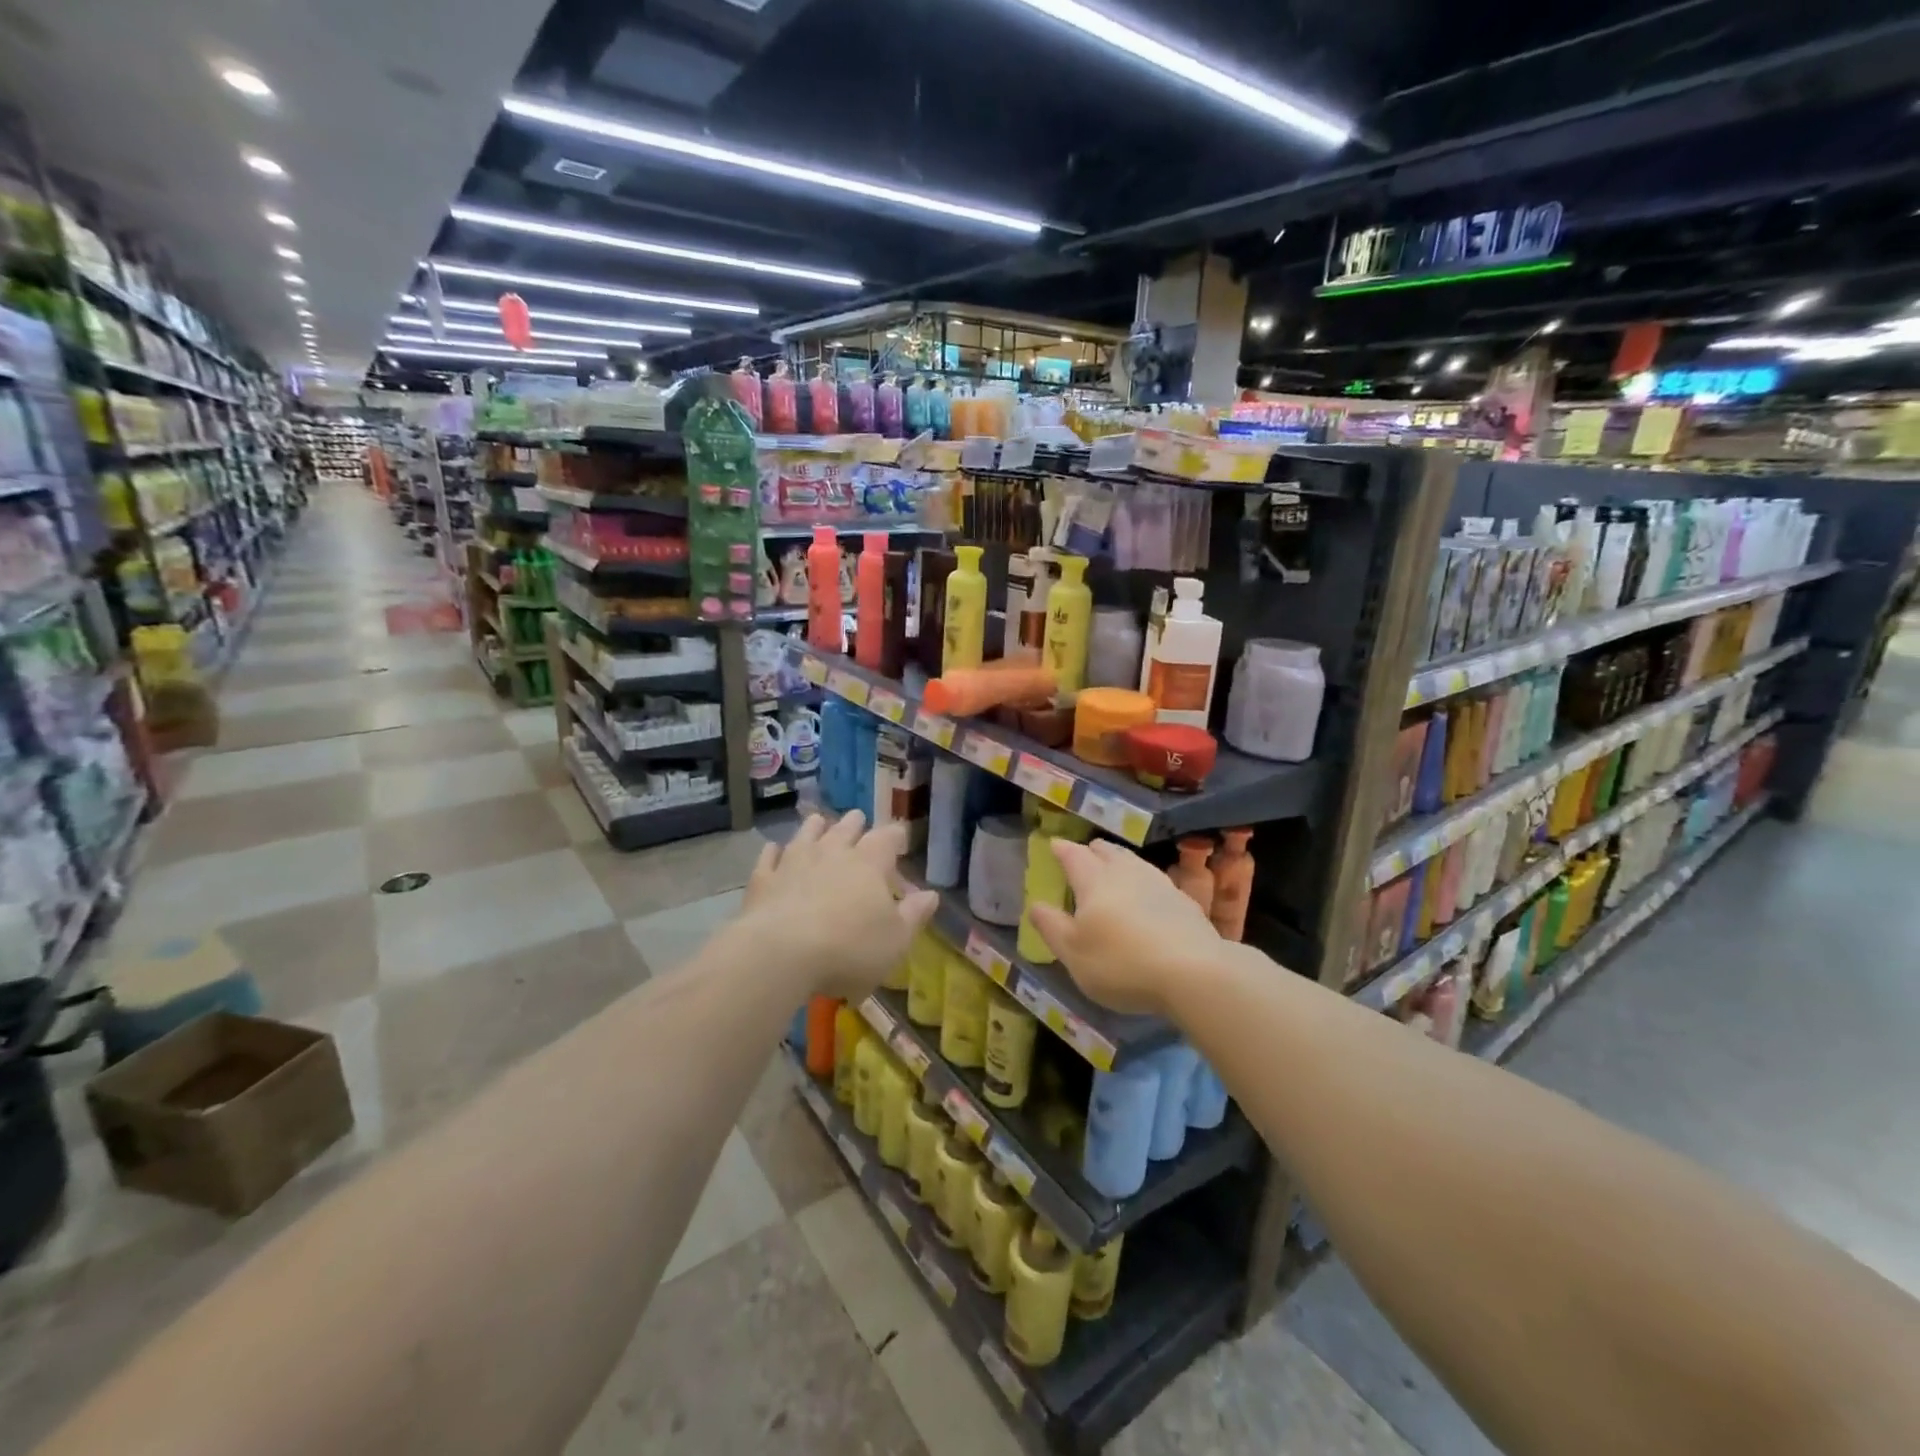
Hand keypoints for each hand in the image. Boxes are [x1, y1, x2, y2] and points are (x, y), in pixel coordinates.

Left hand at [741, 811, 937, 999]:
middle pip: (846, 829)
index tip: (899, 837)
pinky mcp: (764, 879)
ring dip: (815, 827)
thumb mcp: (895, 940)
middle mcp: (833, 852)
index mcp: (870, 864)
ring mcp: (794, 862)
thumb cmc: (849, 949)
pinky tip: (774, 849)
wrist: (781, 954)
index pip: (887, 838)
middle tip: (858, 818)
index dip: (895, 836)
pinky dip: (775, 851)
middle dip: (855, 823)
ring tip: (819, 821)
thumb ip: (914, 915)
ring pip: (807, 834)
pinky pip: (770, 857)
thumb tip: (932, 894)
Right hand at [1026, 839, 1219, 1016]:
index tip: (1054, 845)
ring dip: (1119, 862)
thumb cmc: (1121, 963)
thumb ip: (1051, 927)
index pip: (1074, 855)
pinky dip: (1143, 882)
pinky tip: (1147, 896)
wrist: (1194, 973)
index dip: (1061, 849)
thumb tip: (1035, 905)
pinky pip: (1155, 880)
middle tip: (1084, 855)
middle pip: (1107, 851)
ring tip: (1114, 869)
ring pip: (1133, 862)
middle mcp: (1126, 873)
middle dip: (1092, 851)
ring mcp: (1159, 883)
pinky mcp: (1183, 901)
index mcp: (1094, 881)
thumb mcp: (1073, 953)